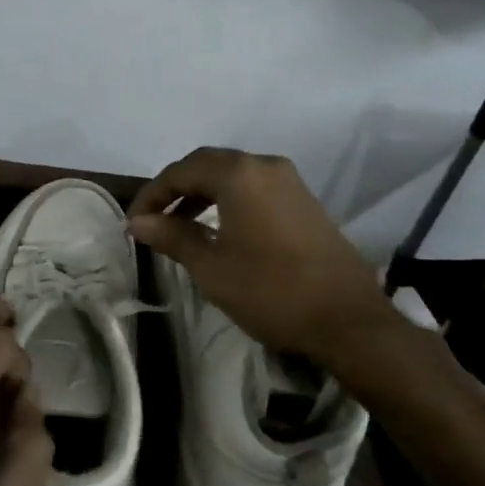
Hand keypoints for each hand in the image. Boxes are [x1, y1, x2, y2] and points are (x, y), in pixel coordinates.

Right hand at [129, 147, 394, 364]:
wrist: (350, 321)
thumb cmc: (272, 291)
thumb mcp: (212, 268)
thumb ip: (172, 236)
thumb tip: (138, 222)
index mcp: (238, 173)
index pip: (181, 171)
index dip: (152, 194)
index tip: (134, 221)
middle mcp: (263, 164)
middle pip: (207, 164)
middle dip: (176, 188)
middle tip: (154, 218)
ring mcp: (289, 180)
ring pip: (233, 174)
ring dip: (203, 192)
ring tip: (181, 223)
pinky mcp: (304, 199)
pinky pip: (255, 186)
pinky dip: (229, 199)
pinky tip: (220, 227)